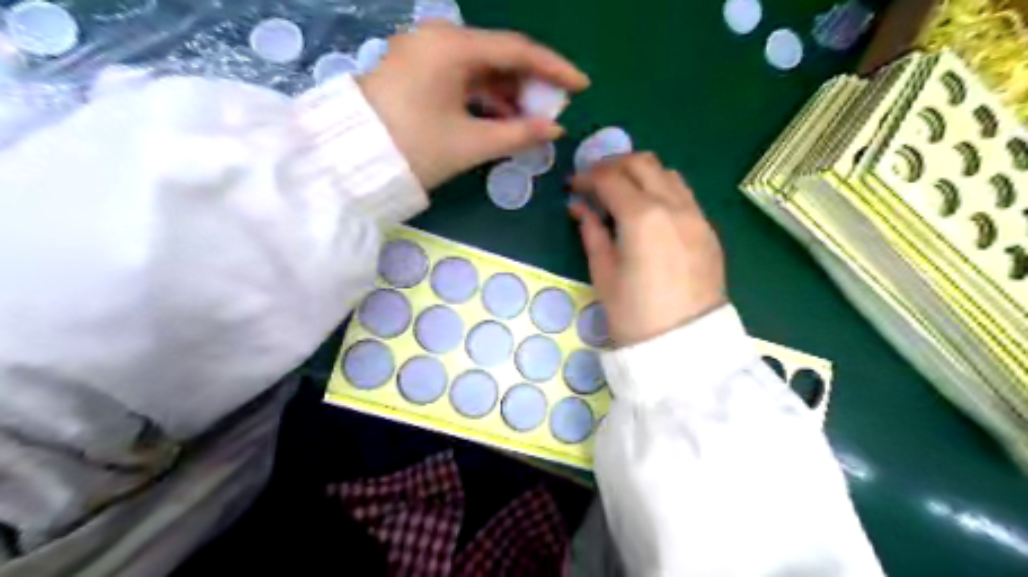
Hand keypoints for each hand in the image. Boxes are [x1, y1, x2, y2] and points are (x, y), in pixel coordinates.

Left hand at [359, 22, 586, 187]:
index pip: (517, 49)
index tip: (581, 87)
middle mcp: (438, 38)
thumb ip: (519, 134)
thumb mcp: (471, 143)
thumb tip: (555, 130)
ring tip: (528, 122)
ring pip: (480, 68)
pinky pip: (462, 77)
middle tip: (553, 110)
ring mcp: (425, 53)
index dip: (554, 69)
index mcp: (451, 46)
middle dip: (529, 84)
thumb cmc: (413, 147)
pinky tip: (499, 119)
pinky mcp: (417, 70)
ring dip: (507, 94)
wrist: (351, 161)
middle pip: (499, 55)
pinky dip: (483, 98)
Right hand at [566, 154, 725, 346]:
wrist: (684, 345)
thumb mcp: (603, 273)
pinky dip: (661, 189)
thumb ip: (592, 232)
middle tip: (594, 182)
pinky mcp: (708, 230)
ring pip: (667, 173)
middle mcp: (673, 205)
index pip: (610, 178)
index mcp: (642, 216)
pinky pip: (683, 194)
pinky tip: (648, 211)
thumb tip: (579, 208)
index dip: (586, 177)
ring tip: (621, 193)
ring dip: (640, 173)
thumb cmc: (634, 314)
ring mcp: (696, 215)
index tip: (572, 187)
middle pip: (642, 163)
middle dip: (613, 165)